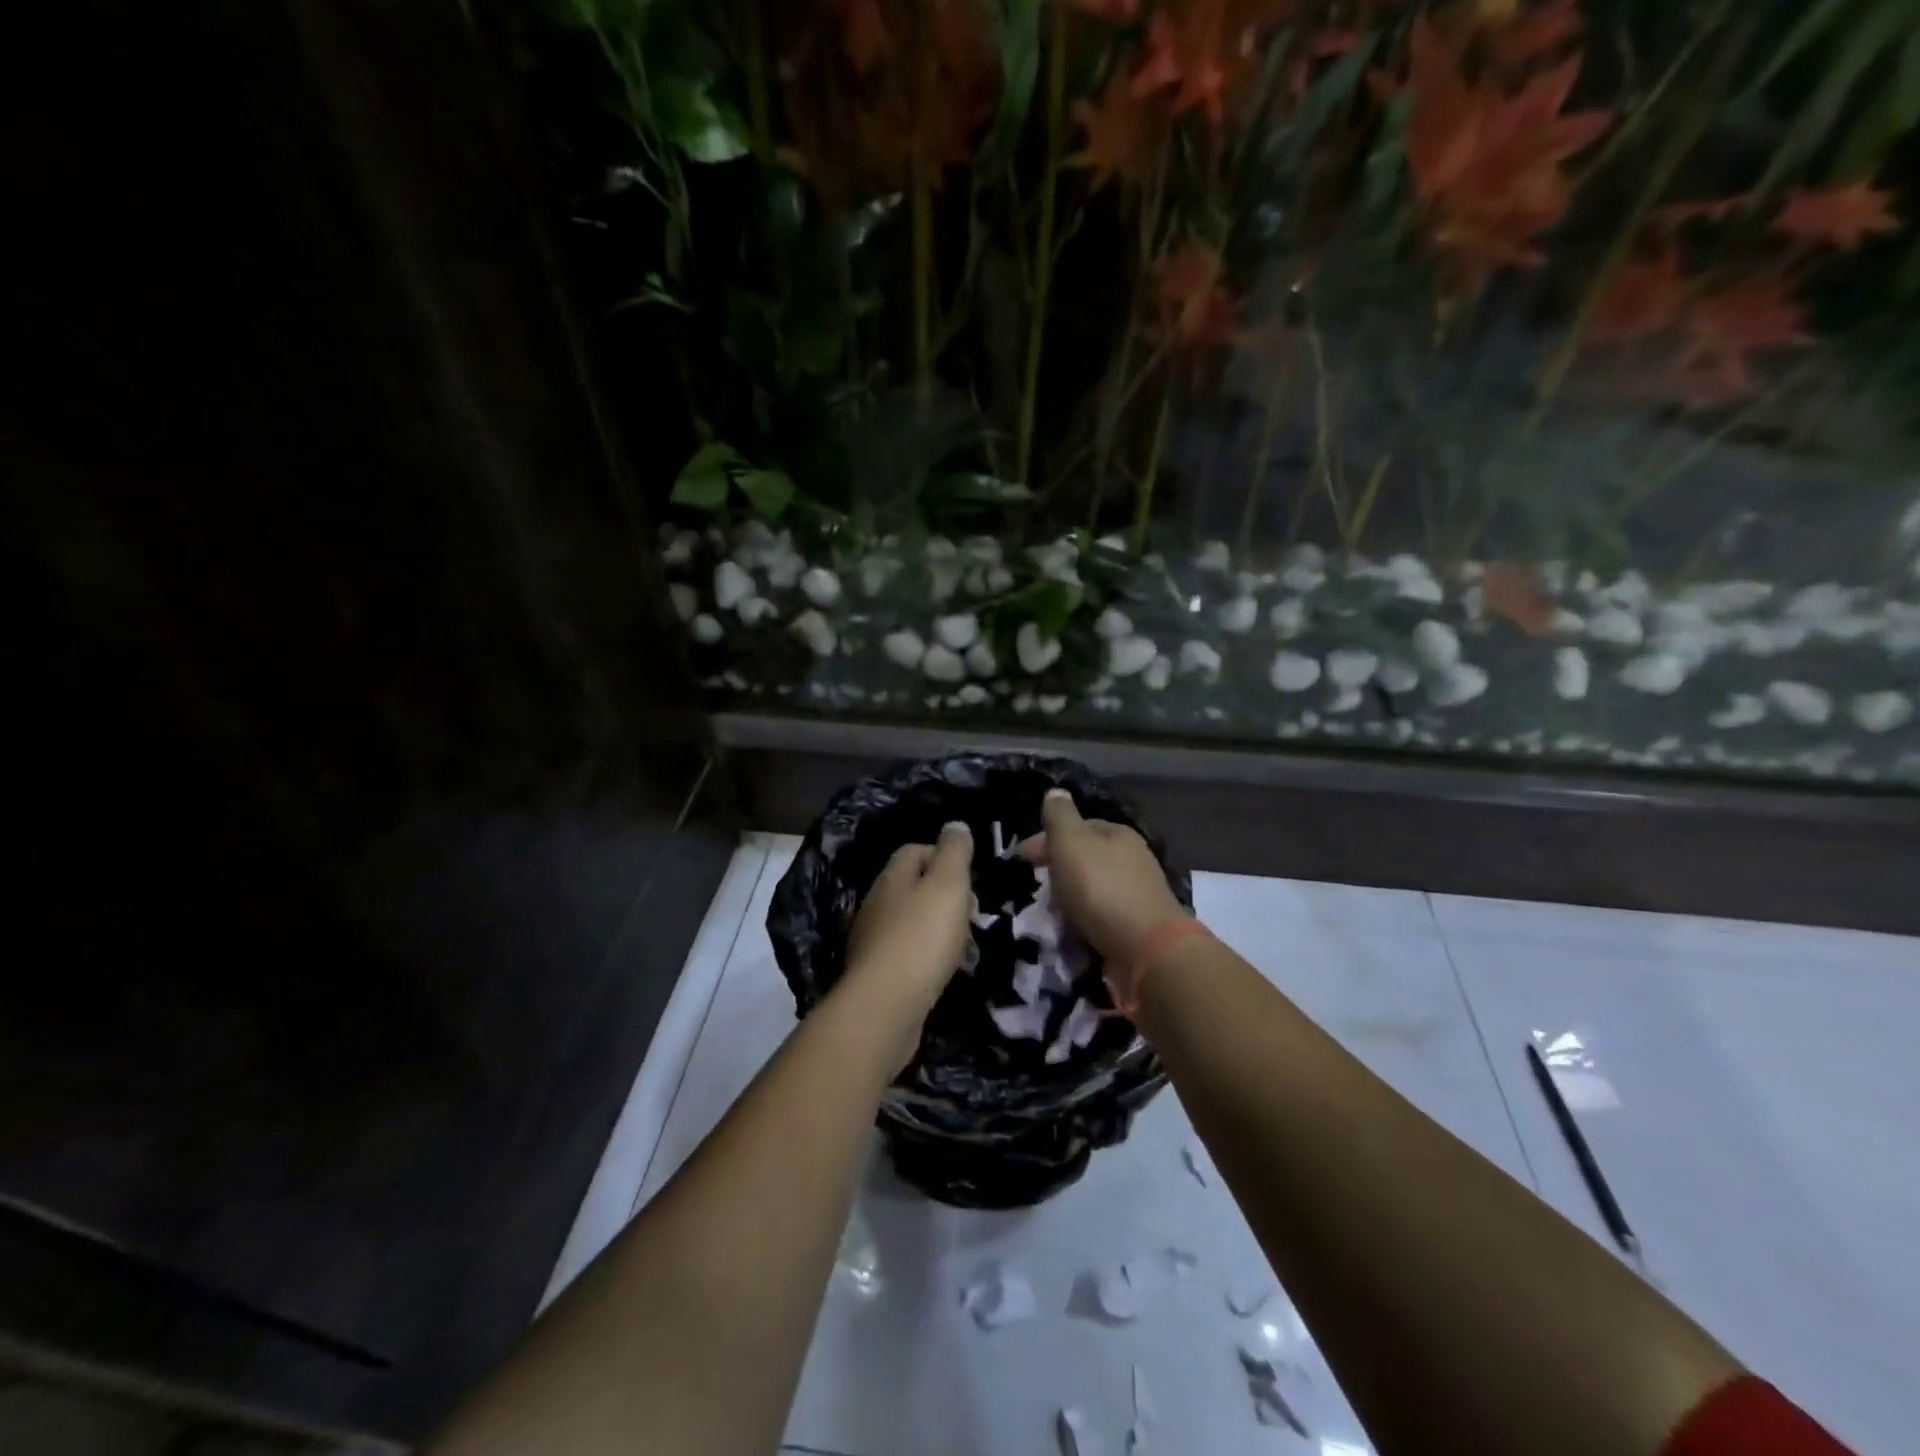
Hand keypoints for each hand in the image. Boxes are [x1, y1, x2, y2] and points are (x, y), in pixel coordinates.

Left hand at [845, 822, 975, 1027]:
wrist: (885, 1007)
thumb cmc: (921, 938)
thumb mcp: (947, 885)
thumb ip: (954, 852)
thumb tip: (955, 825)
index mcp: (891, 878)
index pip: (915, 850)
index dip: (944, 856)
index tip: (970, 878)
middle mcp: (876, 904)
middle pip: (914, 887)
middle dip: (945, 896)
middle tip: (971, 914)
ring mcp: (873, 941)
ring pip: (911, 922)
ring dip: (938, 928)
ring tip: (964, 946)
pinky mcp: (877, 975)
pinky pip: (907, 954)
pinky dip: (927, 957)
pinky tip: (943, 972)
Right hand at [1021, 789, 1185, 1000]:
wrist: (1146, 949)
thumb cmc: (1102, 888)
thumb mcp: (1071, 842)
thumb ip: (1059, 816)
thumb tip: (1055, 792)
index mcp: (1118, 833)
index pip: (1077, 826)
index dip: (1046, 838)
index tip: (1021, 859)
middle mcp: (1133, 859)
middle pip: (1085, 858)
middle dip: (1058, 869)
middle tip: (1035, 889)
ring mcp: (1138, 894)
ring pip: (1093, 888)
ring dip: (1070, 898)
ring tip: (1049, 915)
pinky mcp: (1138, 926)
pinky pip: (1102, 916)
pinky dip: (1084, 920)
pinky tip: (1072, 931)